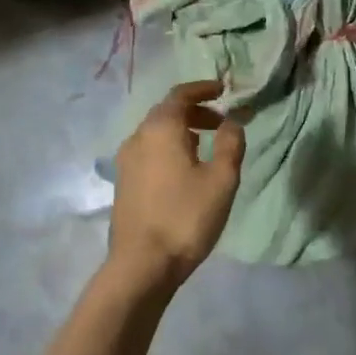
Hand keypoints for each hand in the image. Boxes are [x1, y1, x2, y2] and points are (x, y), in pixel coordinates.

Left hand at [109, 80, 245, 290]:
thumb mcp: (221, 180)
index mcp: (161, 128)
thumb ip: (230, 144)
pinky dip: (169, 146)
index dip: (203, 89)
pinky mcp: (124, 181)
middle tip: (220, 122)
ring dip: (182, 130)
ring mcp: (127, 160)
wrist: (141, 265)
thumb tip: (232, 122)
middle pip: (167, 111)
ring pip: (156, 131)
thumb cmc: (185, 217)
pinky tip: (184, 169)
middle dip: (195, 111)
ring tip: (206, 145)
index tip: (223, 91)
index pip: (180, 94)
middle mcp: (139, 136)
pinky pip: (149, 150)